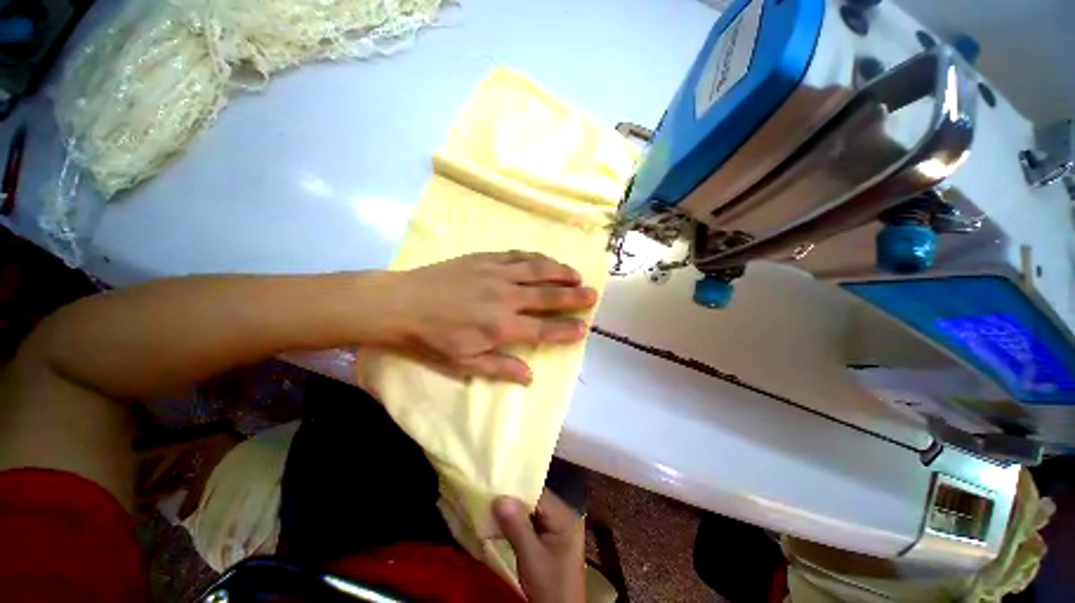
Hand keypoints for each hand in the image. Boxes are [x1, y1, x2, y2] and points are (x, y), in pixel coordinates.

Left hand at [374, 252, 597, 383]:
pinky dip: (536, 258)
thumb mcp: (462, 363)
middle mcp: (504, 297)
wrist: (398, 303)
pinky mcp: (485, 258)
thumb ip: (499, 367)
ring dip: (560, 272)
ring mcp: (496, 273)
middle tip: (593, 294)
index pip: (543, 329)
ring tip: (576, 274)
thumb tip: (529, 376)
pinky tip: (546, 260)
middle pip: (547, 295)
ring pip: (537, 270)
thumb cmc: (429, 338)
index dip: (566, 330)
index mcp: (499, 326)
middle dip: (574, 296)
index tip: (583, 328)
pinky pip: (518, 255)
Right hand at [495, 491, 585, 602]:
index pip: (539, 492)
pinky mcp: (550, 535)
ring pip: (532, 508)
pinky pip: (532, 519)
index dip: (517, 488)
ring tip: (492, 504)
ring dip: (514, 509)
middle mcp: (564, 514)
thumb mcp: (531, 557)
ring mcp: (558, 524)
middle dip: (514, 498)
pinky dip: (517, 520)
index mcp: (565, 515)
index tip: (496, 484)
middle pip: (535, 498)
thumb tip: (499, 497)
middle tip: (491, 493)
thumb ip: (516, 526)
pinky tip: (501, 520)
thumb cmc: (549, 586)